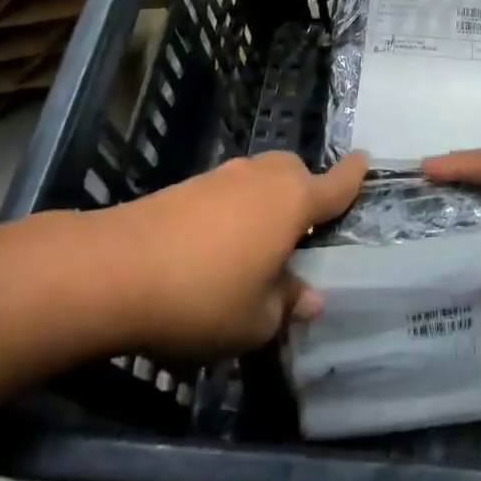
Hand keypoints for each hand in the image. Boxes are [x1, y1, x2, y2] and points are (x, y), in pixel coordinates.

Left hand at [106, 151, 365, 356]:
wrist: (115, 269)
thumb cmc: (203, 296)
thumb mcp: (255, 320)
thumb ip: (287, 304)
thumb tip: (310, 298)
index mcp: (292, 202)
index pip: (335, 184)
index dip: (353, 175)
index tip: (365, 161)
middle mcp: (263, 178)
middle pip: (294, 172)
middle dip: (303, 191)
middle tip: (299, 230)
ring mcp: (222, 176)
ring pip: (258, 179)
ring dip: (264, 202)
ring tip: (253, 246)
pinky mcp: (187, 185)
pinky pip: (226, 191)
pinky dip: (231, 210)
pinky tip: (213, 247)